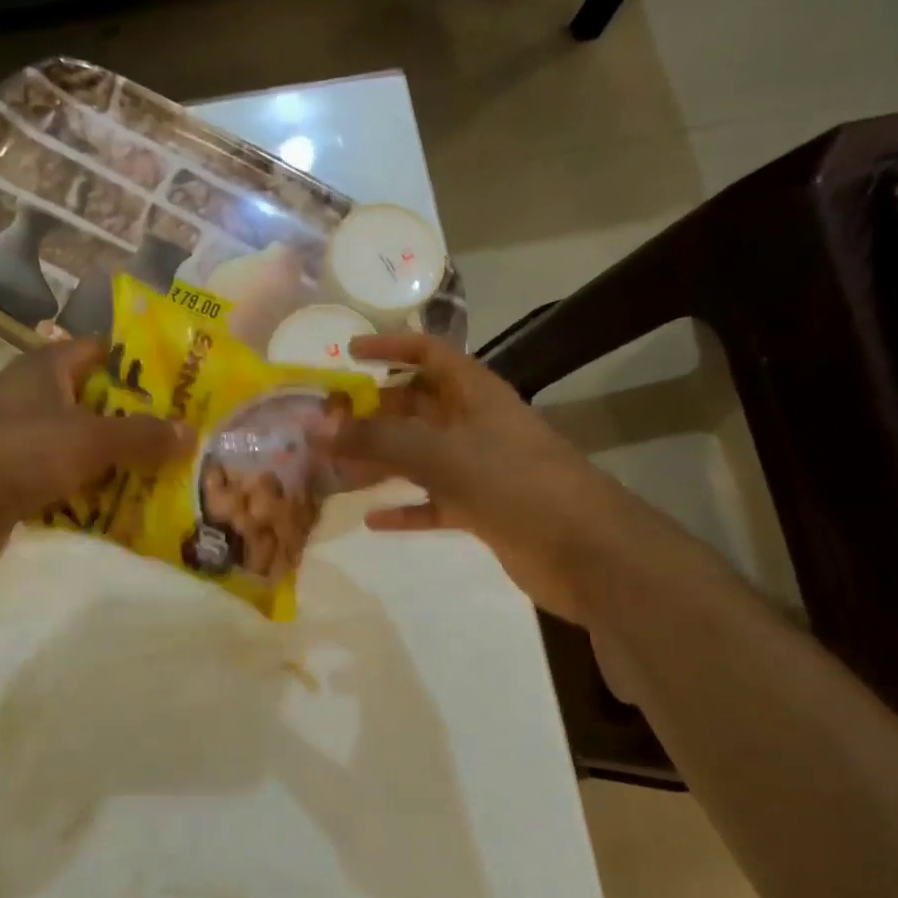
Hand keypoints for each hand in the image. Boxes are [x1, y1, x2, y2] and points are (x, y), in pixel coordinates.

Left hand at [0, 338, 187, 591]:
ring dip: (124, 465)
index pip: (102, 352)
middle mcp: (35, 401)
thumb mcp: (86, 439)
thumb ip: (141, 436)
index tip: (186, 383)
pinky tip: (134, 513)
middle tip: (191, 439)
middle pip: (100, 405)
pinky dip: (97, 497)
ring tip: (175, 477)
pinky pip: (71, 486)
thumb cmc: (12, 455)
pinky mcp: (19, 487)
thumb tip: (191, 432)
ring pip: (87, 450)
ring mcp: (25, 446)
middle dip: (142, 423)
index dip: (142, 363)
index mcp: (46, 370)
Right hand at [331, 333, 656, 623]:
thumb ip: (376, 440)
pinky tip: (372, 519)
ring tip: (335, 471)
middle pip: (417, 408)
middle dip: (373, 413)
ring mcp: (480, 470)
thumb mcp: (440, 454)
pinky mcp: (482, 510)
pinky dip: (405, 508)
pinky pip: (433, 503)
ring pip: (420, 458)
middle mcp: (475, 425)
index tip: (348, 353)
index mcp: (475, 394)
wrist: (582, 549)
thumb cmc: (513, 482)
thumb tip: (315, 427)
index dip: (390, 348)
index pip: (429, 354)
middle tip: (327, 425)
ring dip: (381, 462)